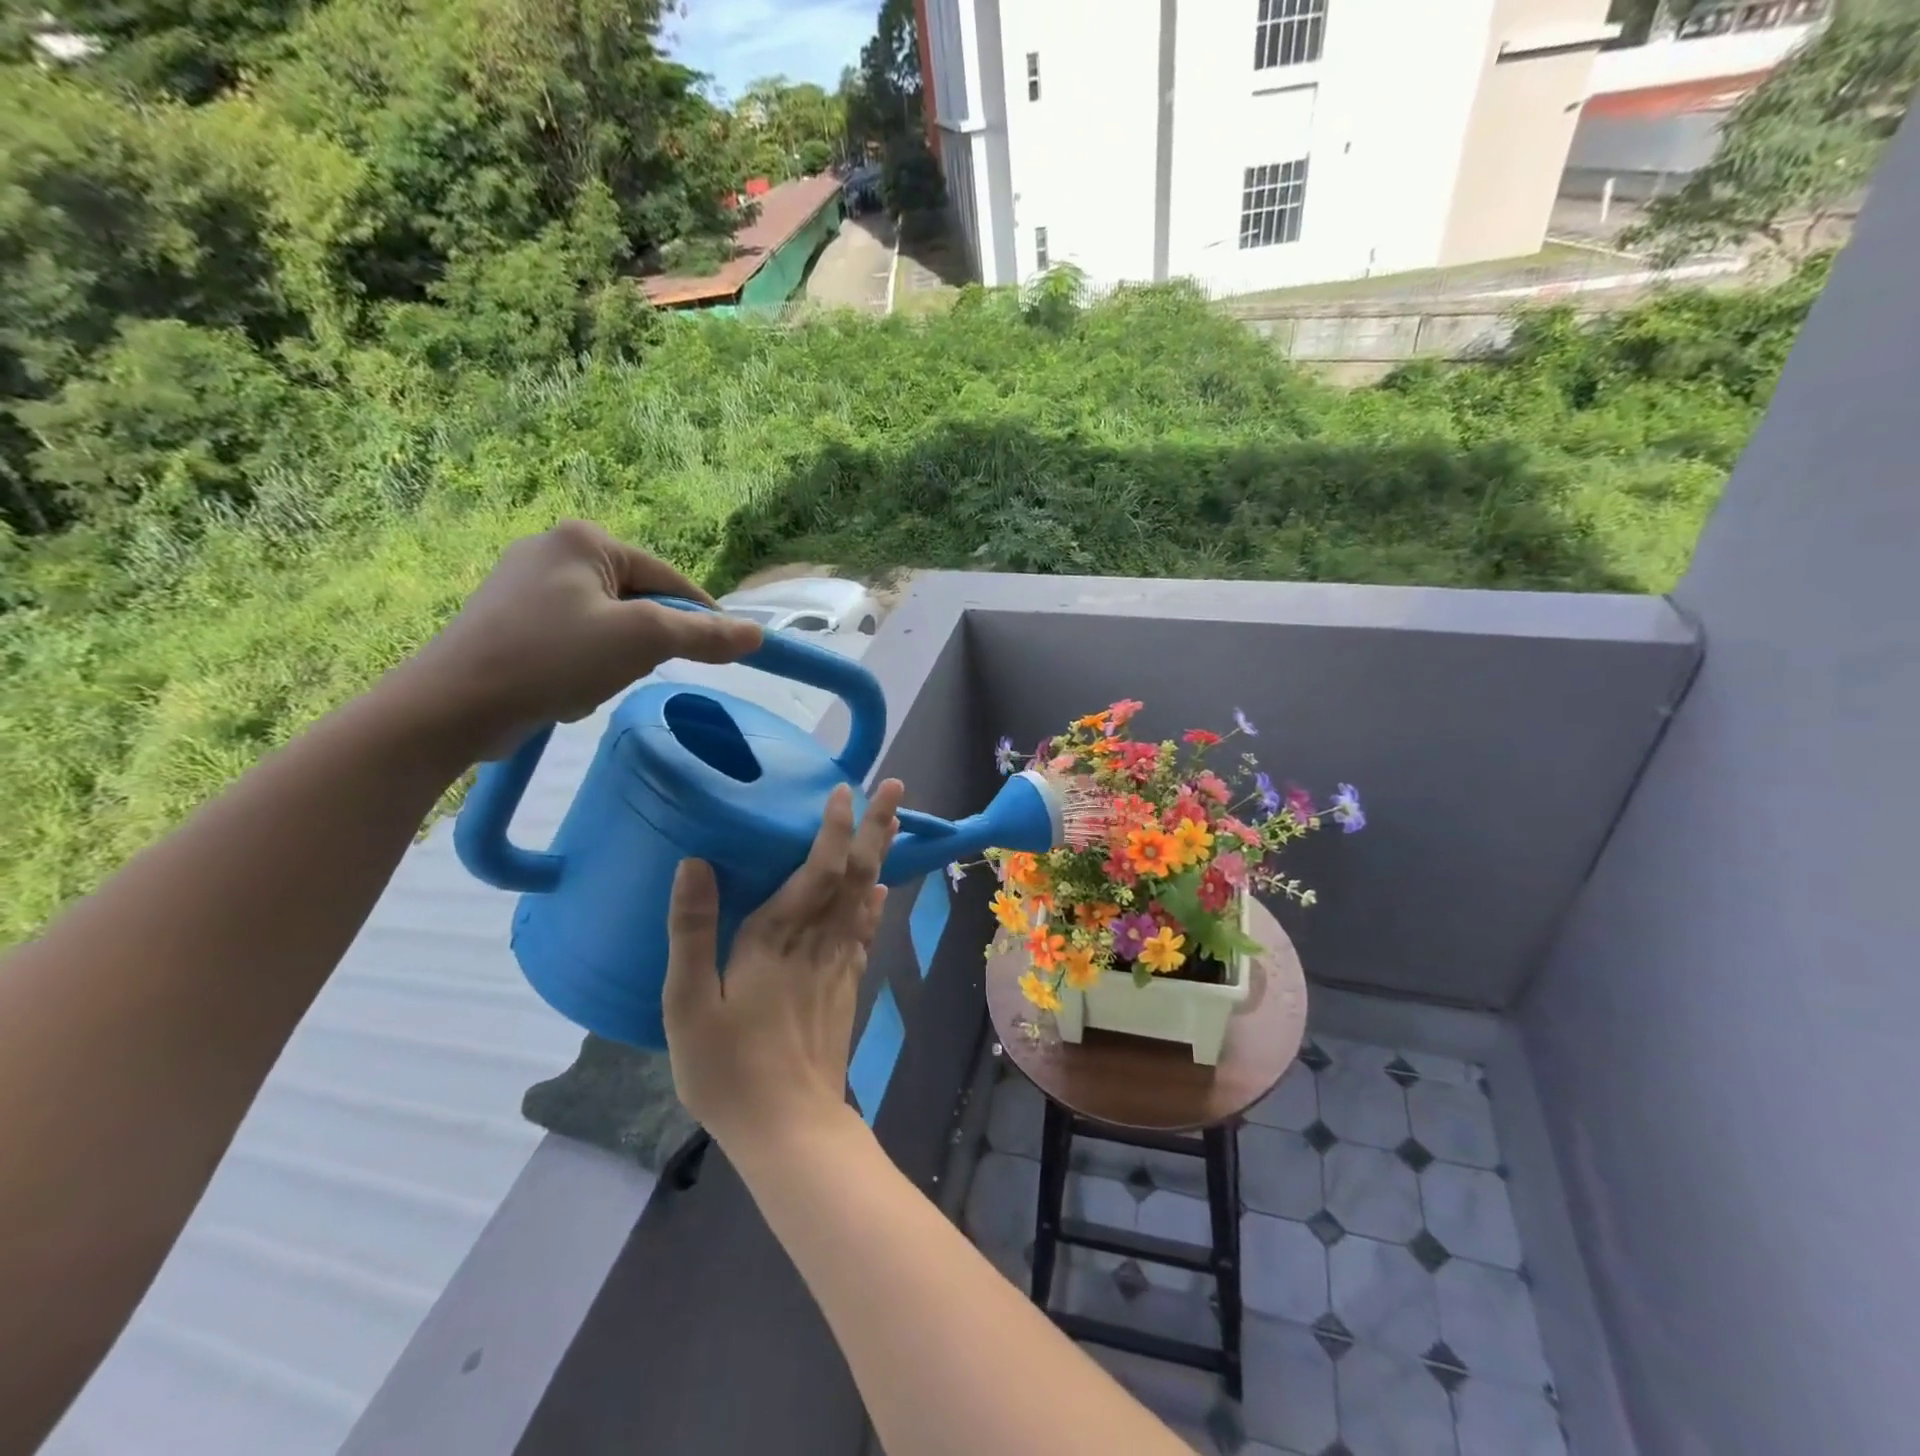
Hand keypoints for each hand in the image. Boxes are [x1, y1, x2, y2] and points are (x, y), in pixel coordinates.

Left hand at [404, 520, 763, 759]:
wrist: (454, 706)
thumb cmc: (554, 658)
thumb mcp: (643, 641)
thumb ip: (704, 635)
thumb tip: (757, 634)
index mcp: (583, 539)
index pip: (668, 577)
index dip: (700, 617)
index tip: (723, 653)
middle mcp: (551, 550)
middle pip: (637, 602)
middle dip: (643, 644)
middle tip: (632, 671)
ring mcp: (523, 586)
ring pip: (607, 626)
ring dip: (613, 660)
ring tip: (589, 684)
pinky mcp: (507, 621)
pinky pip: (574, 641)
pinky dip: (582, 667)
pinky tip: (564, 689)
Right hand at [663, 780, 905, 1151]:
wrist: (788, 1126)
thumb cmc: (728, 1068)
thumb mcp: (687, 1004)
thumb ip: (691, 932)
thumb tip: (695, 863)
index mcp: (777, 938)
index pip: (816, 869)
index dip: (832, 828)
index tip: (844, 789)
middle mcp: (818, 941)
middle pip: (855, 873)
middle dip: (876, 827)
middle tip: (896, 787)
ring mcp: (840, 964)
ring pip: (866, 896)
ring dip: (880, 855)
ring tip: (893, 822)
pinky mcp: (847, 986)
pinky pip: (866, 932)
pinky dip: (874, 904)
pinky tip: (878, 891)